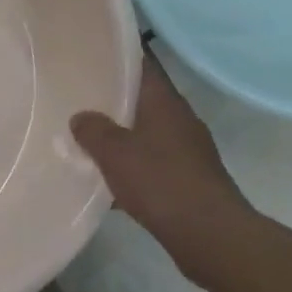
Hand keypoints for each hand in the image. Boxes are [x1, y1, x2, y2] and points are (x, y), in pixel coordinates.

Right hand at [71, 55, 253, 273]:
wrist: (210, 235)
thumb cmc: (160, 181)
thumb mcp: (114, 152)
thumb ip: (93, 130)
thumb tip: (81, 117)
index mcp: (164, 101)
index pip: (142, 64)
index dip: (119, 58)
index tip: (93, 55)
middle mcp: (180, 119)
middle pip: (144, 99)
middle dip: (115, 100)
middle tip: (81, 99)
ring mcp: (190, 150)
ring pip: (149, 133)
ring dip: (124, 137)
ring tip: (90, 141)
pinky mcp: (191, 179)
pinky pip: (156, 163)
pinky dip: (135, 168)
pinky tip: (112, 183)